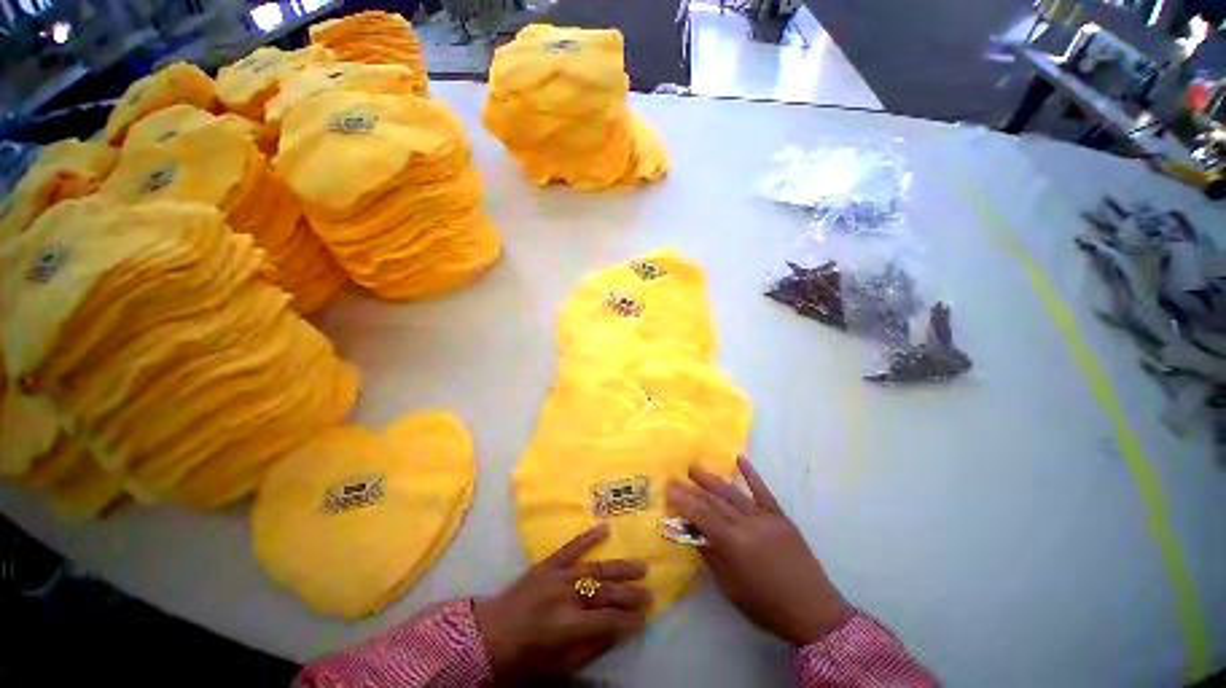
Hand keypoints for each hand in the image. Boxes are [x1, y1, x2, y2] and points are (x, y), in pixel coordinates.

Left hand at [474, 523, 650, 681]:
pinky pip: (571, 547)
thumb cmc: (520, 659)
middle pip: (605, 592)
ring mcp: (556, 575)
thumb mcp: (554, 667)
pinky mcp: (547, 563)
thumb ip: (588, 649)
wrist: (485, 634)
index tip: (644, 621)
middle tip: (650, 594)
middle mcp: (564, 596)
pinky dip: (588, 537)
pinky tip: (605, 527)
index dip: (628, 622)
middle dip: (630, 595)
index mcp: (566, 626)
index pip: (607, 621)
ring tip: (641, 566)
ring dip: (620, 567)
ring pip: (595, 568)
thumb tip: (616, 633)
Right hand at [666, 457, 852, 645]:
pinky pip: (763, 492)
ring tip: (695, 469)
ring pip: (733, 494)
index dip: (684, 502)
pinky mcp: (780, 517)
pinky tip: (740, 460)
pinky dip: (751, 475)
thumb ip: (711, 555)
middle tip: (676, 478)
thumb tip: (693, 532)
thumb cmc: (766, 606)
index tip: (669, 490)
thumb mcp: (731, 587)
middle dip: (693, 490)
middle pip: (715, 502)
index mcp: (734, 544)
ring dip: (713, 480)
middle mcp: (748, 525)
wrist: (814, 611)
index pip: (702, 516)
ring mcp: (766, 518)